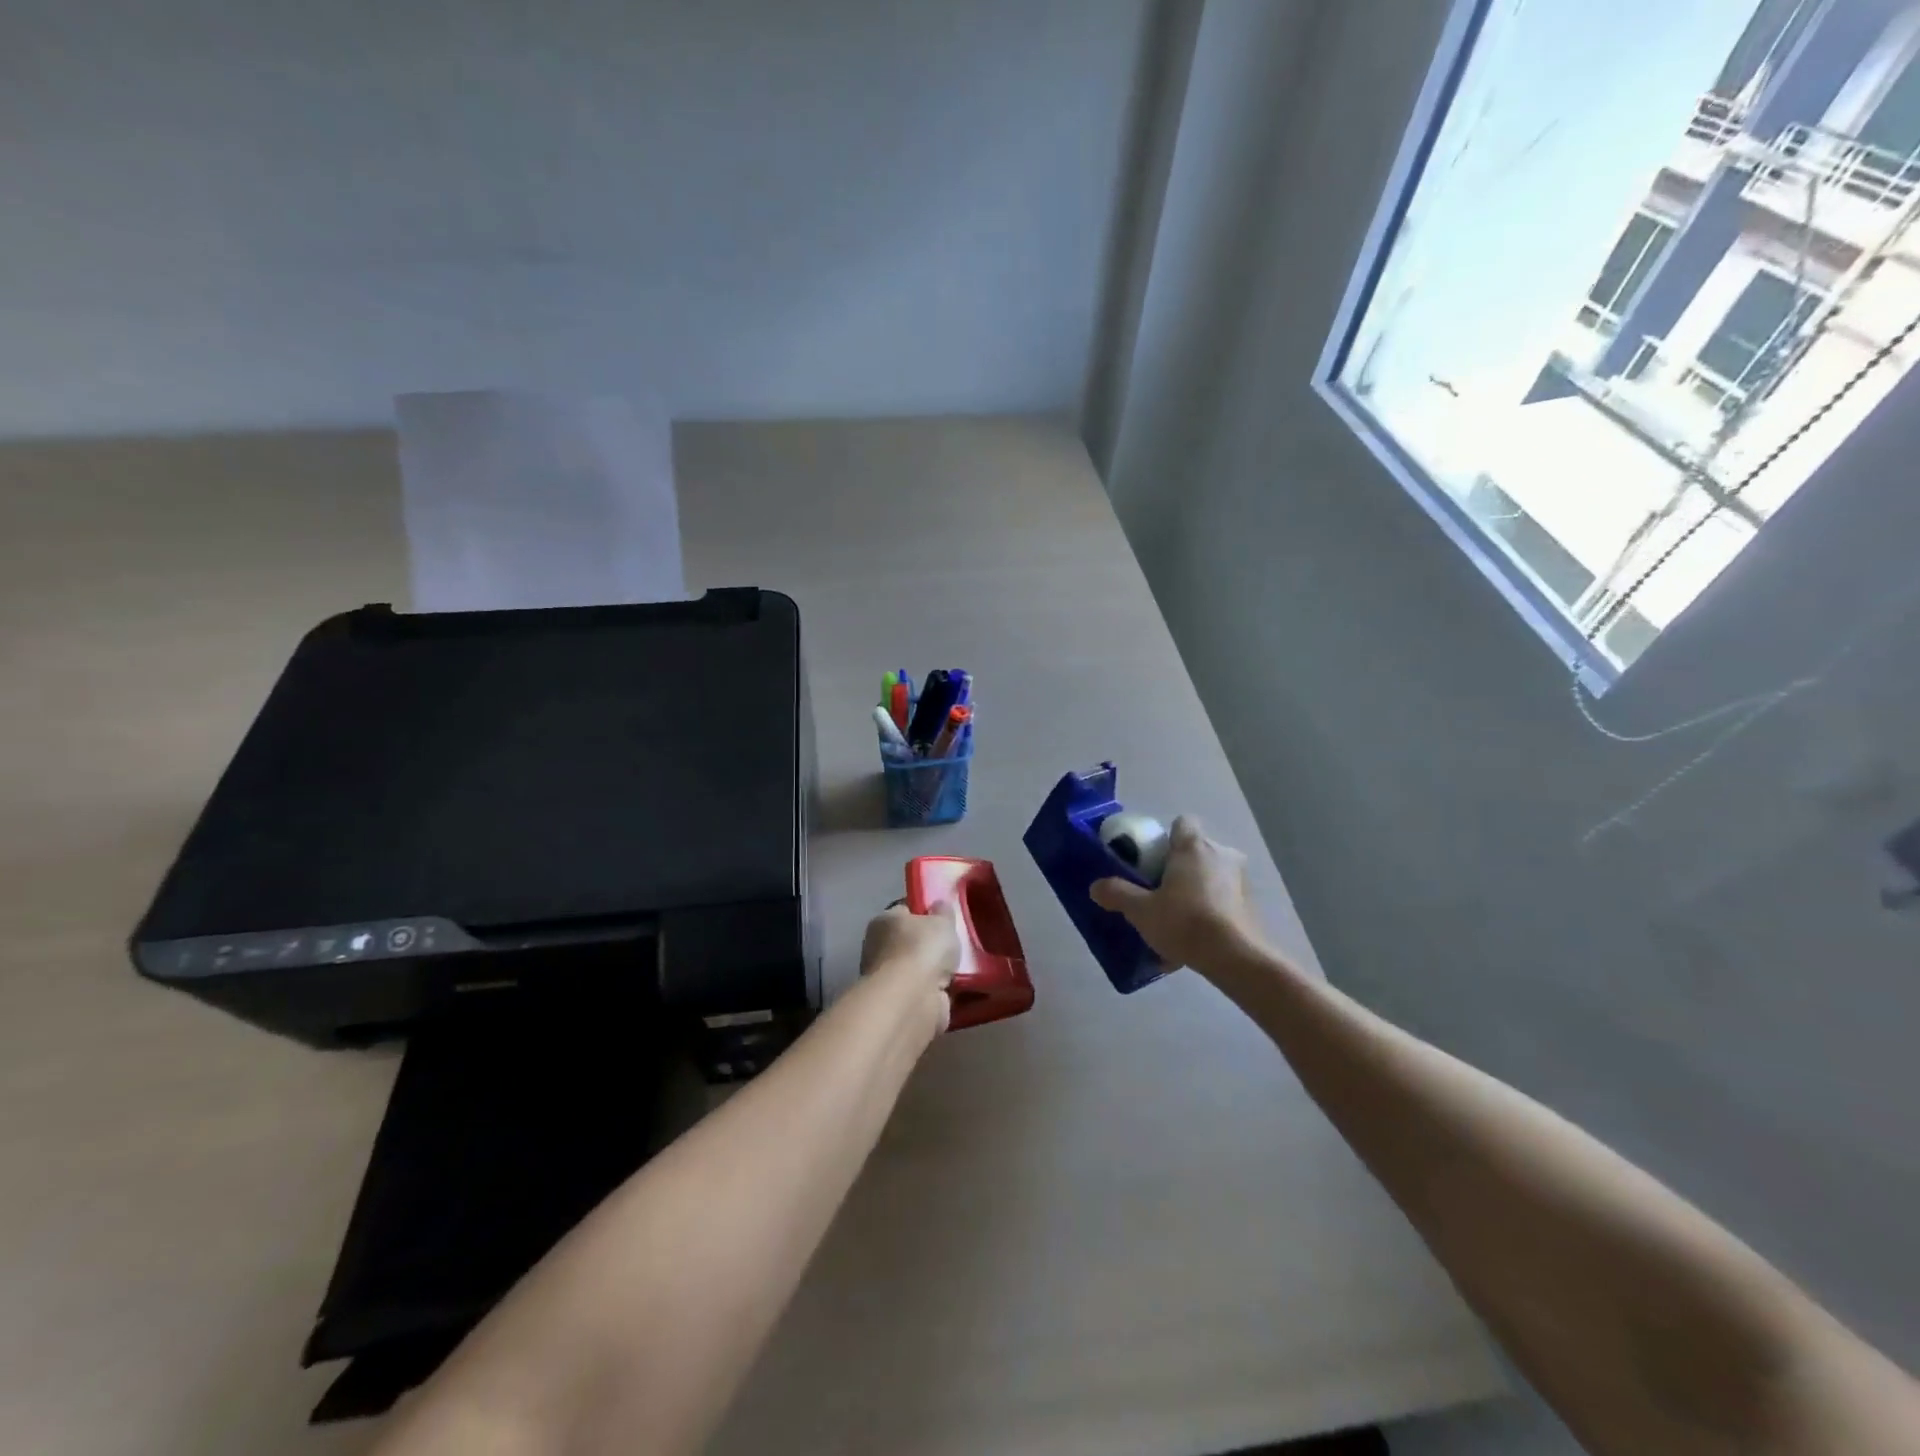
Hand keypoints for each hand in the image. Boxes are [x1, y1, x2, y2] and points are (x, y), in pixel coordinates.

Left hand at [859, 901, 962, 1029]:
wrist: (912, 999)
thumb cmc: (922, 948)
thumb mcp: (941, 920)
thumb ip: (943, 912)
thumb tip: (940, 906)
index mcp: (883, 921)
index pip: (904, 911)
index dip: (924, 912)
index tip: (944, 917)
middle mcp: (878, 948)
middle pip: (910, 942)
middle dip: (930, 945)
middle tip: (955, 945)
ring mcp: (887, 979)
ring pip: (918, 970)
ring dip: (936, 972)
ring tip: (962, 969)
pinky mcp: (899, 1004)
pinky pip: (924, 992)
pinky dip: (938, 992)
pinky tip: (957, 990)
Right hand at [1090, 816, 1263, 970]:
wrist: (1238, 958)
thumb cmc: (1186, 922)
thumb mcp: (1141, 911)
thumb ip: (1118, 894)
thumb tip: (1096, 887)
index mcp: (1194, 847)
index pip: (1182, 823)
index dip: (1167, 837)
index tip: (1153, 859)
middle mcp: (1222, 854)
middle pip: (1196, 850)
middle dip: (1179, 867)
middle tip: (1159, 891)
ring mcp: (1242, 879)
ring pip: (1212, 875)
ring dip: (1197, 889)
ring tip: (1178, 919)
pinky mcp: (1253, 904)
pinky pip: (1224, 899)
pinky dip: (1211, 910)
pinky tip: (1196, 938)